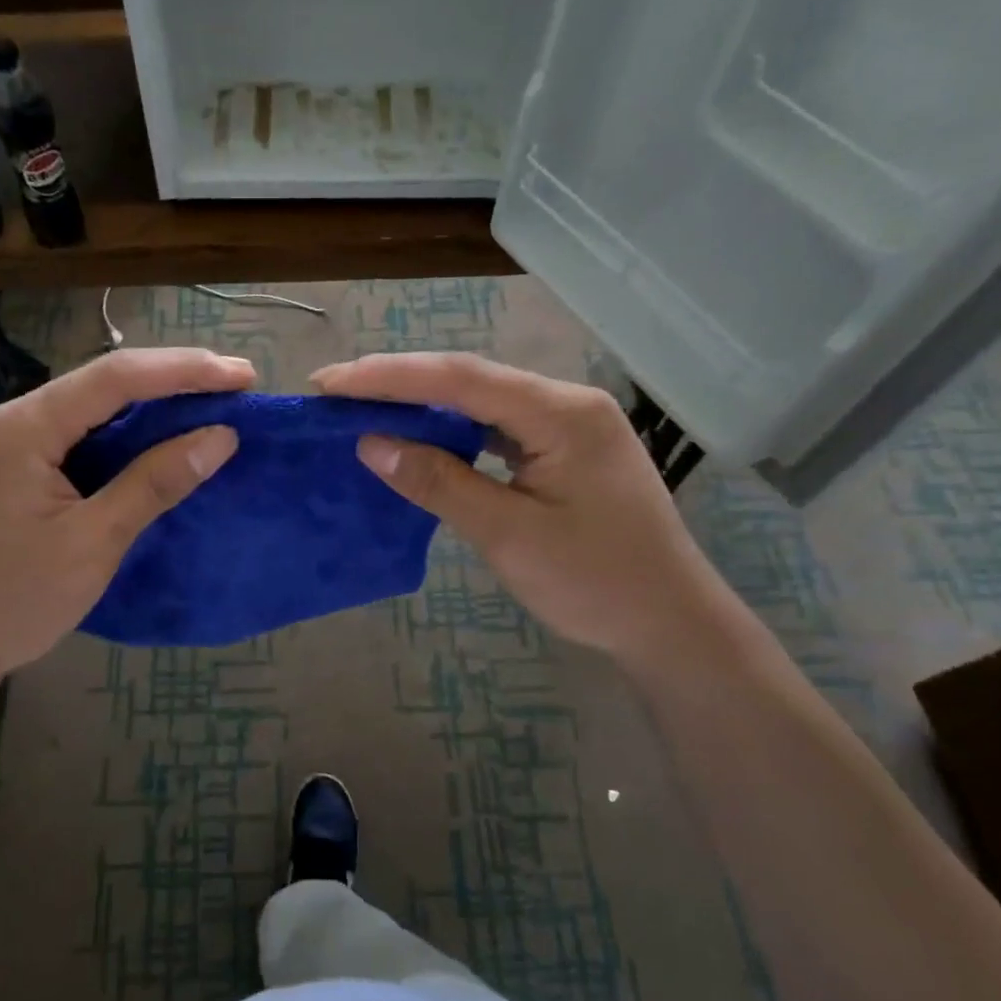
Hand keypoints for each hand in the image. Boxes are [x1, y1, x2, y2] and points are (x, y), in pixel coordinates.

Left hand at [0, 348, 254, 694]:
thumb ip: (154, 483)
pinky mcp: (11, 471)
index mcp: (22, 429)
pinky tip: (155, 440)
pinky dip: (123, 436)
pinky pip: (76, 436)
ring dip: (149, 406)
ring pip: (89, 408)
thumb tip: (219, 436)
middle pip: (101, 383)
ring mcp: (7, 445)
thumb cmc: (10, 602)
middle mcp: (10, 421)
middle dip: (171, 379)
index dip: (185, 371)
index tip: (243, 376)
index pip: (115, 378)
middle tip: (235, 384)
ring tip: (208, 404)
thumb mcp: (91, 544)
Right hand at [310, 352, 718, 657]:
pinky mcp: (565, 451)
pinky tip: (420, 434)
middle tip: (333, 389)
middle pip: (470, 379)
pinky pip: (498, 427)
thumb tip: (372, 444)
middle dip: (399, 382)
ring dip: (423, 403)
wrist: (672, 624)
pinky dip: (452, 430)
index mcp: (561, 412)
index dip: (389, 376)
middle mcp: (566, 403)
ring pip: (482, 401)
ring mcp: (569, 426)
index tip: (329, 382)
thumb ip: (438, 482)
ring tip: (364, 406)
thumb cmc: (594, 583)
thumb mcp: (507, 534)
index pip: (460, 378)